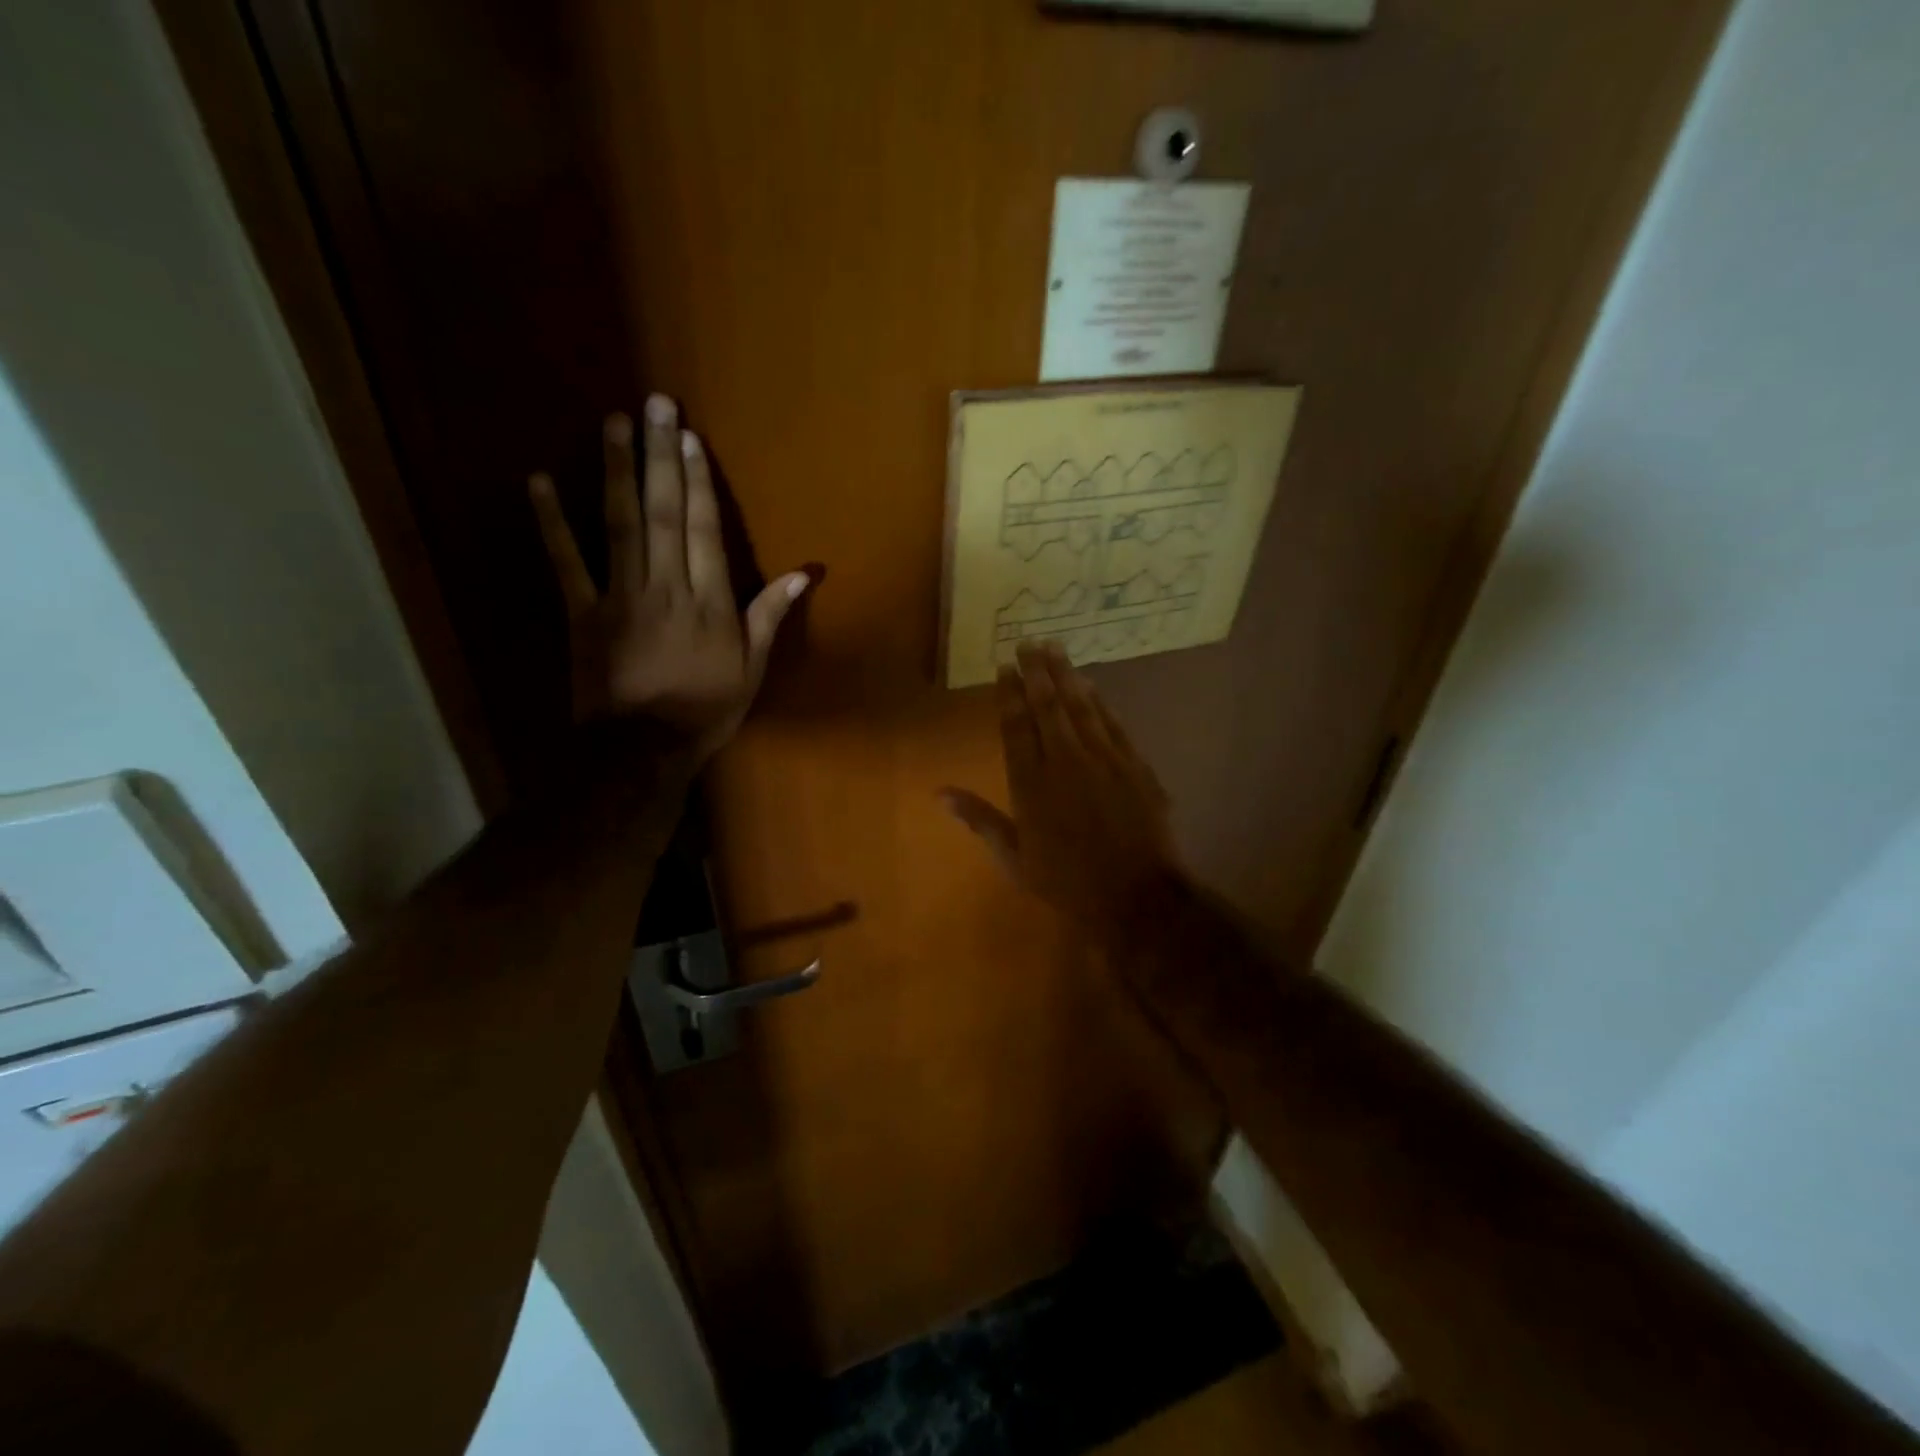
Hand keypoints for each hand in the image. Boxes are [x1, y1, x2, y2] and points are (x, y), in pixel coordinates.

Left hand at [529, 394, 807, 755]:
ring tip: (613, 424)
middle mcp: (667, 586)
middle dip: (659, 457)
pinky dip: (550, 522)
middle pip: (664, 513)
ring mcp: (620, 596)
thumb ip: (771, 615)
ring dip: (616, 471)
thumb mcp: (753, 667)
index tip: (689, 437)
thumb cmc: (706, 710)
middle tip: (654, 404)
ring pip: (619, 525)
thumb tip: (805, 572)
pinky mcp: (582, 613)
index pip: (705, 529)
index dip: (697, 480)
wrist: (642, 749)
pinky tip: (539, 480)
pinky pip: (565, 562)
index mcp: (710, 601)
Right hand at [942, 642, 1184, 936]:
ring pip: (1080, 707)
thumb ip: (979, 820)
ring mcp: (1103, 760)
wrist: (1136, 896)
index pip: (1015, 728)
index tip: (1004, 668)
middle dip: (1036, 672)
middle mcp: (1064, 762)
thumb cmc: (1067, 882)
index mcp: (1031, 785)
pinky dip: (1098, 701)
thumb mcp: (1014, 859)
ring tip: (1054, 648)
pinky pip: (1112, 723)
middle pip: (1047, 707)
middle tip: (1028, 643)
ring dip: (1066, 675)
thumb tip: (939, 794)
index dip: (1008, 695)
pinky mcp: (1134, 765)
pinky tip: (1090, 684)